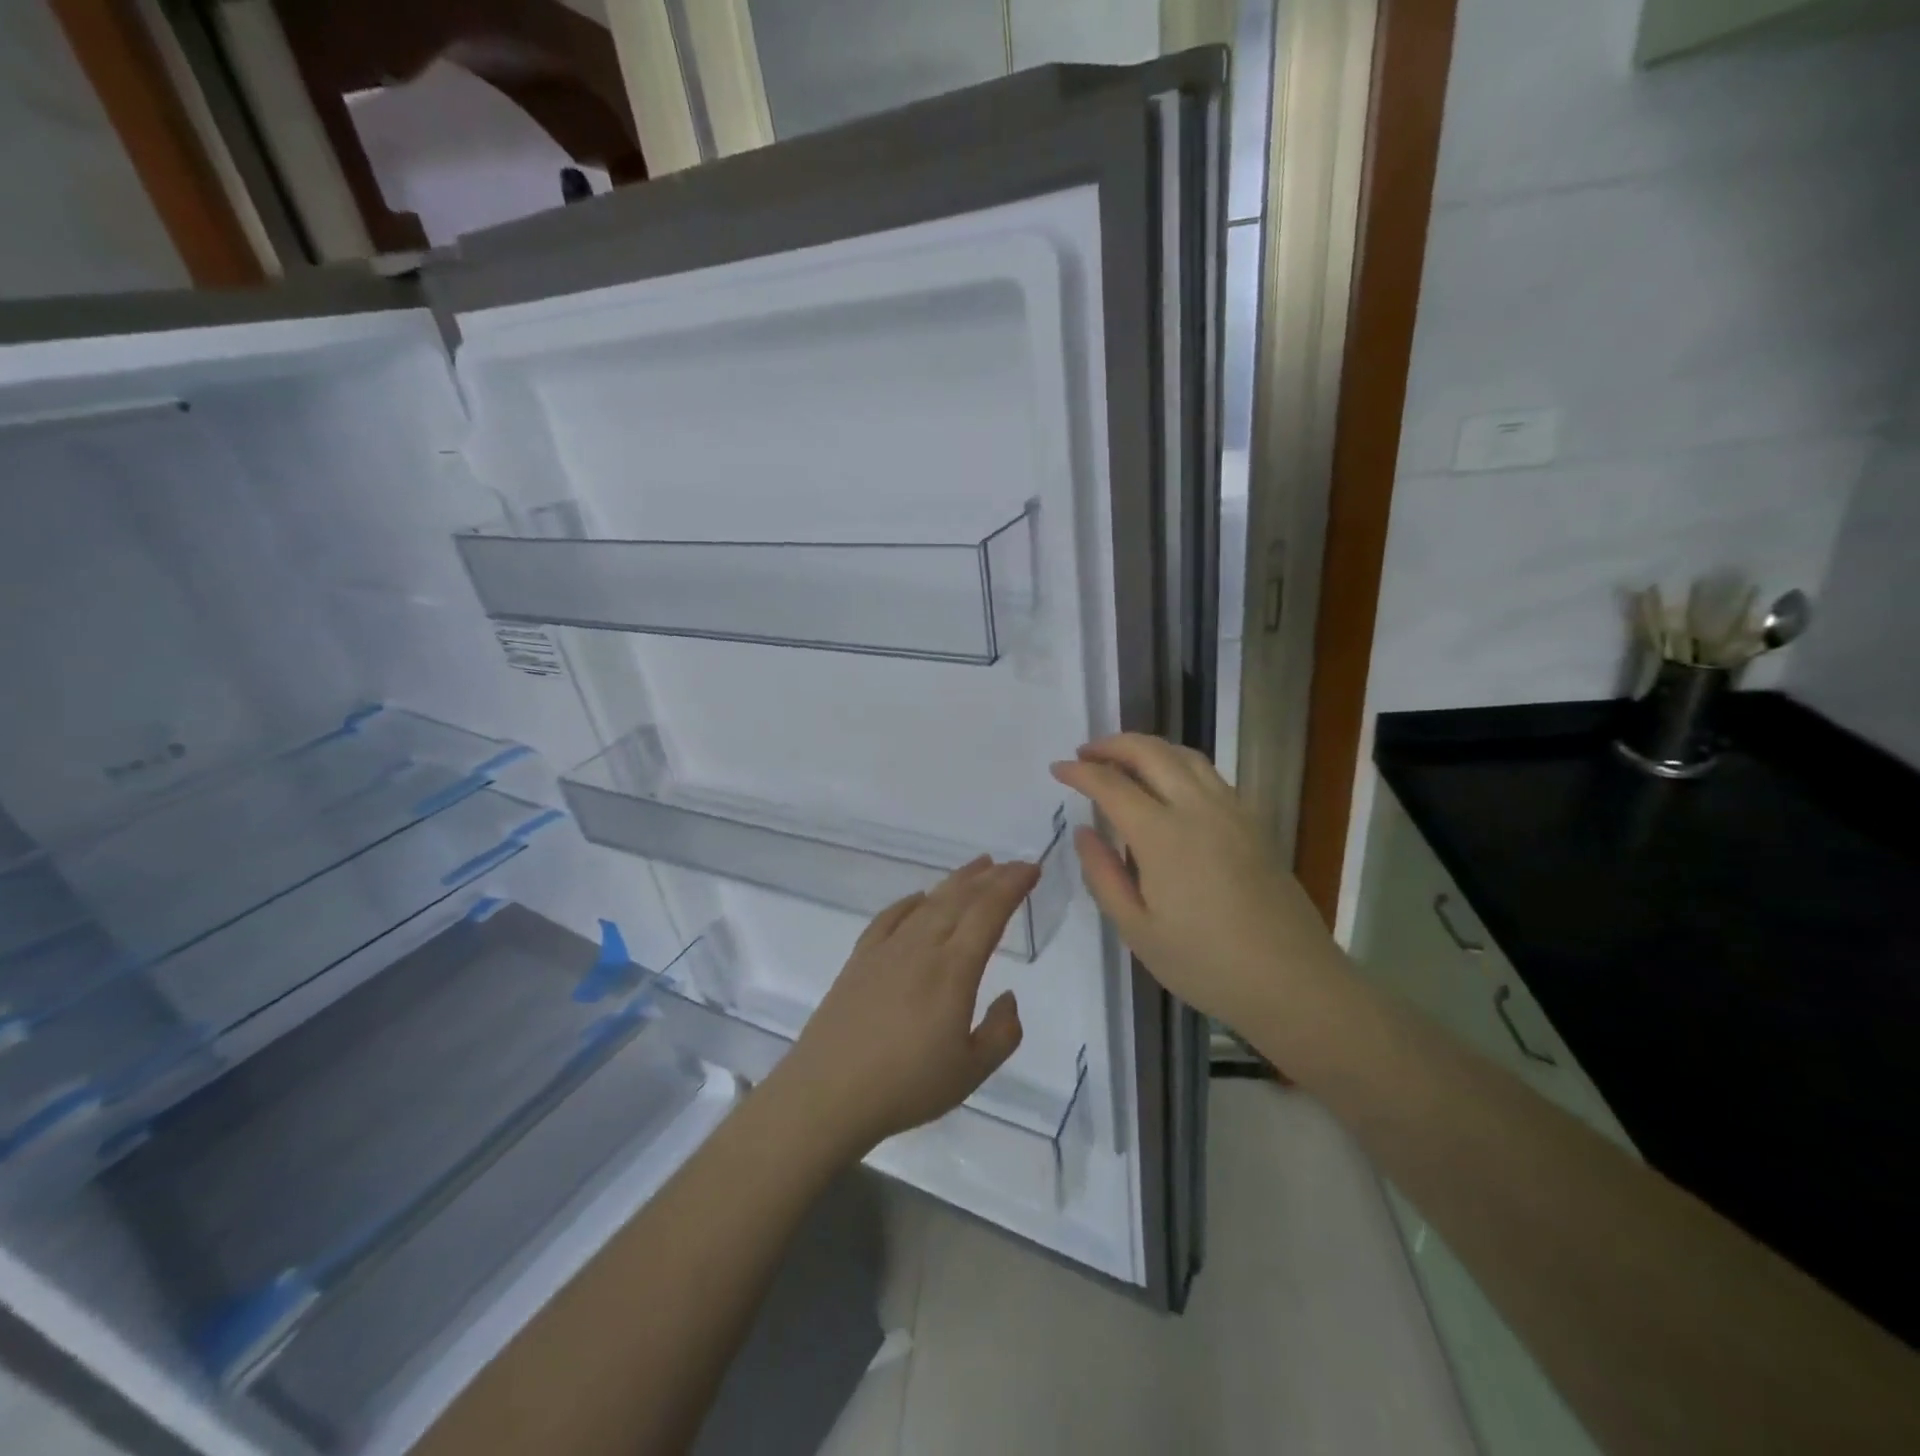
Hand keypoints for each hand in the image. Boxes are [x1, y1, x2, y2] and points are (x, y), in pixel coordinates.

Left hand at [778, 857, 1040, 1159]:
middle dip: (989, 877)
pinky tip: (918, 899)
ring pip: (928, 903)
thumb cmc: (905, 1086)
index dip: (1011, 886)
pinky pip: (889, 918)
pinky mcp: (859, 959)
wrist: (827, 1093)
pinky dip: (909, 902)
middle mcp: (921, 947)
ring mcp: (886, 950)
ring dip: (955, 882)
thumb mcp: (970, 1072)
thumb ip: (1001, 1034)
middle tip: (1011, 864)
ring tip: (977, 868)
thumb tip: (1008, 998)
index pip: (988, 913)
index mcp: (953, 970)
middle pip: (959, 899)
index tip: (1031, 869)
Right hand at [1050, 733, 1341, 1035]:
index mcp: (1162, 835)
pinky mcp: (1253, 821)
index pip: (1111, 785)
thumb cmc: (1205, 963)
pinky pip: (1208, 773)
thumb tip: (1084, 832)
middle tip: (1085, 753)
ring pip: (1184, 755)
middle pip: (1150, 752)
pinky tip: (1169, 784)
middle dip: (1112, 745)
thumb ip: (1103, 875)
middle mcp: (1197, 808)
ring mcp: (1231, 810)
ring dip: (1147, 747)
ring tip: (1123, 759)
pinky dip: (1177, 762)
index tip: (1058, 769)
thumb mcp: (1137, 930)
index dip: (1080, 772)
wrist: (1292, 981)